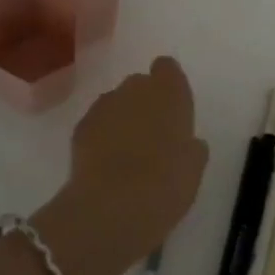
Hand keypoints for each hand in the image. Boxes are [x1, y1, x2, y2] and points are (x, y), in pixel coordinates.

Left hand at [33, 58, 208, 274]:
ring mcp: (104, 105)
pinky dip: (101, 137)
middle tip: (152, 137)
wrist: (112, 207)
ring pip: (115, 103)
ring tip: (126, 155)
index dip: (168, 85)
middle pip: (139, 85)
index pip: (167, 68)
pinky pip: (96, 124)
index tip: (171, 109)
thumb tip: (187, 143)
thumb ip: (191, 147)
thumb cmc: (165, 184)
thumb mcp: (193, 168)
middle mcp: (135, 89)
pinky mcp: (80, 126)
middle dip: (144, 103)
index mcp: (169, 92)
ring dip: (121, 120)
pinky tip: (105, 165)